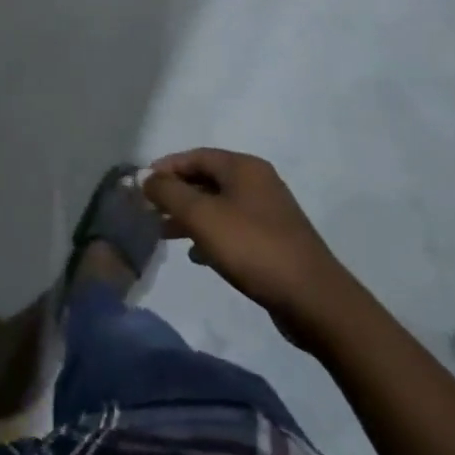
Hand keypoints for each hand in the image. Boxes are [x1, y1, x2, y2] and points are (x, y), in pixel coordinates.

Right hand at [143, 148, 356, 352]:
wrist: (313, 298)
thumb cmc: (253, 248)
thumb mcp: (202, 217)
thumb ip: (169, 193)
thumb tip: (146, 178)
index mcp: (244, 167)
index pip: (195, 156)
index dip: (166, 167)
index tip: (141, 186)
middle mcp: (257, 181)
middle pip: (206, 179)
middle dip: (176, 194)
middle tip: (149, 211)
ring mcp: (268, 211)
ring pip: (218, 205)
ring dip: (190, 216)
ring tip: (164, 234)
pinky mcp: (273, 240)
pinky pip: (232, 227)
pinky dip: (210, 234)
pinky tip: (197, 255)